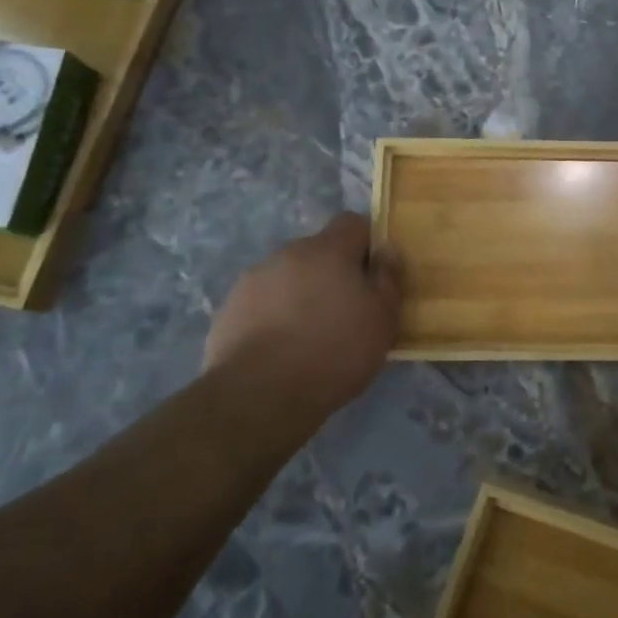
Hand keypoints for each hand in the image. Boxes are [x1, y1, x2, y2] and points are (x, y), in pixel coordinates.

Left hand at [203, 213, 402, 412]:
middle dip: (332, 273)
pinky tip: (280, 349)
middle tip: (345, 311)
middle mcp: (288, 253)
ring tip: (309, 335)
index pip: (352, 223)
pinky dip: (274, 316)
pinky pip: (262, 302)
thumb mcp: (383, 319)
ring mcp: (253, 279)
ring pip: (288, 277)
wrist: (259, 395)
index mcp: (328, 249)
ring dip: (301, 294)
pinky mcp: (229, 308)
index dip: (366, 243)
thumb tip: (386, 249)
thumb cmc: (335, 352)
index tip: (372, 276)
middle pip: (318, 251)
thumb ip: (388, 278)